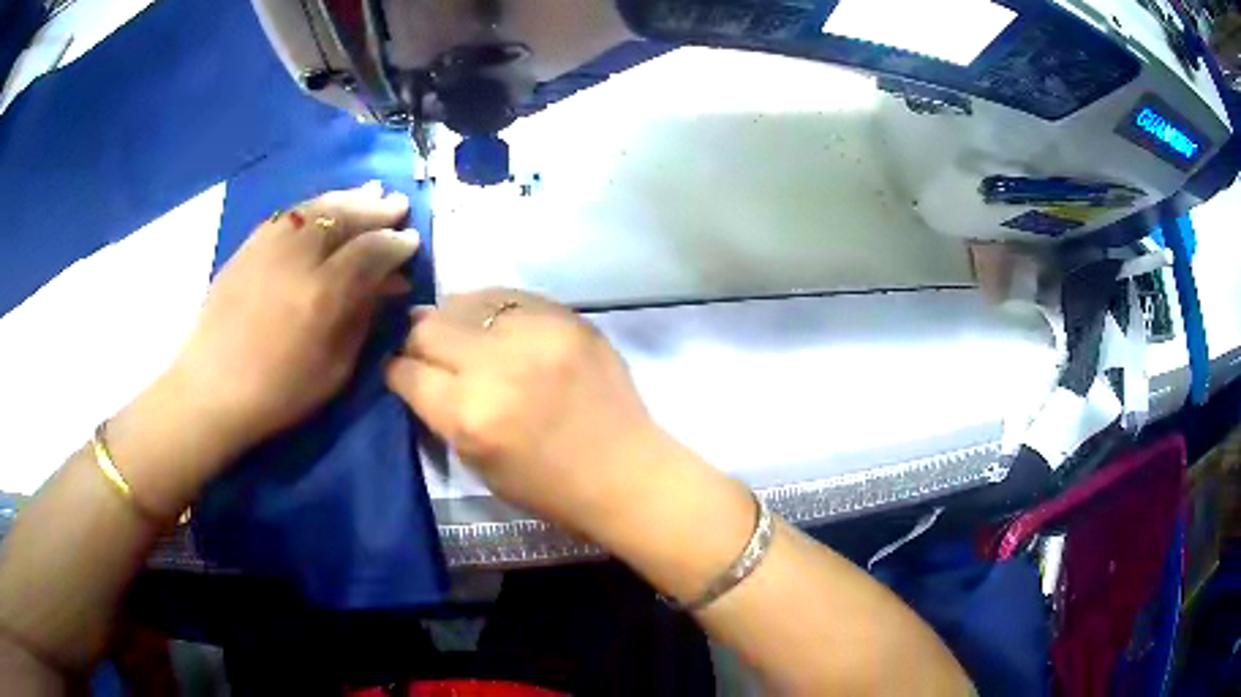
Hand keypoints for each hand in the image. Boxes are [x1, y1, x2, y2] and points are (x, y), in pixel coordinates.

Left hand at [166, 182, 419, 461]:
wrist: (212, 387)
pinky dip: (313, 205)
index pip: (370, 250)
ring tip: (369, 192)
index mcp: (323, 293)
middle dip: (376, 209)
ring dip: (347, 198)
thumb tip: (389, 284)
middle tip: (397, 204)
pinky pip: (288, 213)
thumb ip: (363, 318)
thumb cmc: (278, 392)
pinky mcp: (249, 244)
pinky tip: (324, 206)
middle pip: (345, 217)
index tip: (411, 240)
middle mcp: (298, 257)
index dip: (395, 242)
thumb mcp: (334, 369)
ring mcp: (269, 245)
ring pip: (316, 207)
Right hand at [385, 290, 668, 533]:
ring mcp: (535, 334)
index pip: (407, 371)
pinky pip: (509, 296)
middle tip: (425, 351)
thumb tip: (417, 371)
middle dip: (417, 341)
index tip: (398, 371)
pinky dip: (491, 309)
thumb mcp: (476, 463)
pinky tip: (494, 324)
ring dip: (452, 319)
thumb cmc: (548, 487)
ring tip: (460, 335)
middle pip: (428, 327)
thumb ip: (441, 413)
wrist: (625, 471)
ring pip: (464, 301)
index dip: (396, 371)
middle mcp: (496, 365)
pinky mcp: (567, 317)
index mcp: (469, 415)